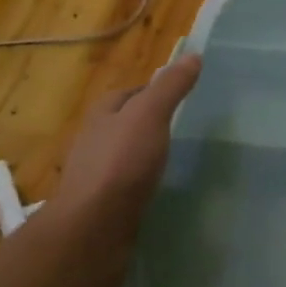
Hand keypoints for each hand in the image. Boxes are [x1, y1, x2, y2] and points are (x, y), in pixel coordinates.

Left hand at [48, 54, 200, 285]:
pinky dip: (145, 185)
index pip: (132, 92)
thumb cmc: (121, 163)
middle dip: (152, 124)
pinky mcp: (104, 207)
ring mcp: (97, 176)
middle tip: (188, 128)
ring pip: (128, 156)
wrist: (92, 231)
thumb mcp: (150, 114)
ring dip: (148, 156)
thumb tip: (193, 55)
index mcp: (102, 113)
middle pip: (128, 123)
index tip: (185, 97)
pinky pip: (129, 187)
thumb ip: (171, 86)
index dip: (156, 91)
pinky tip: (163, 190)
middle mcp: (95, 141)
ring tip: (179, 159)